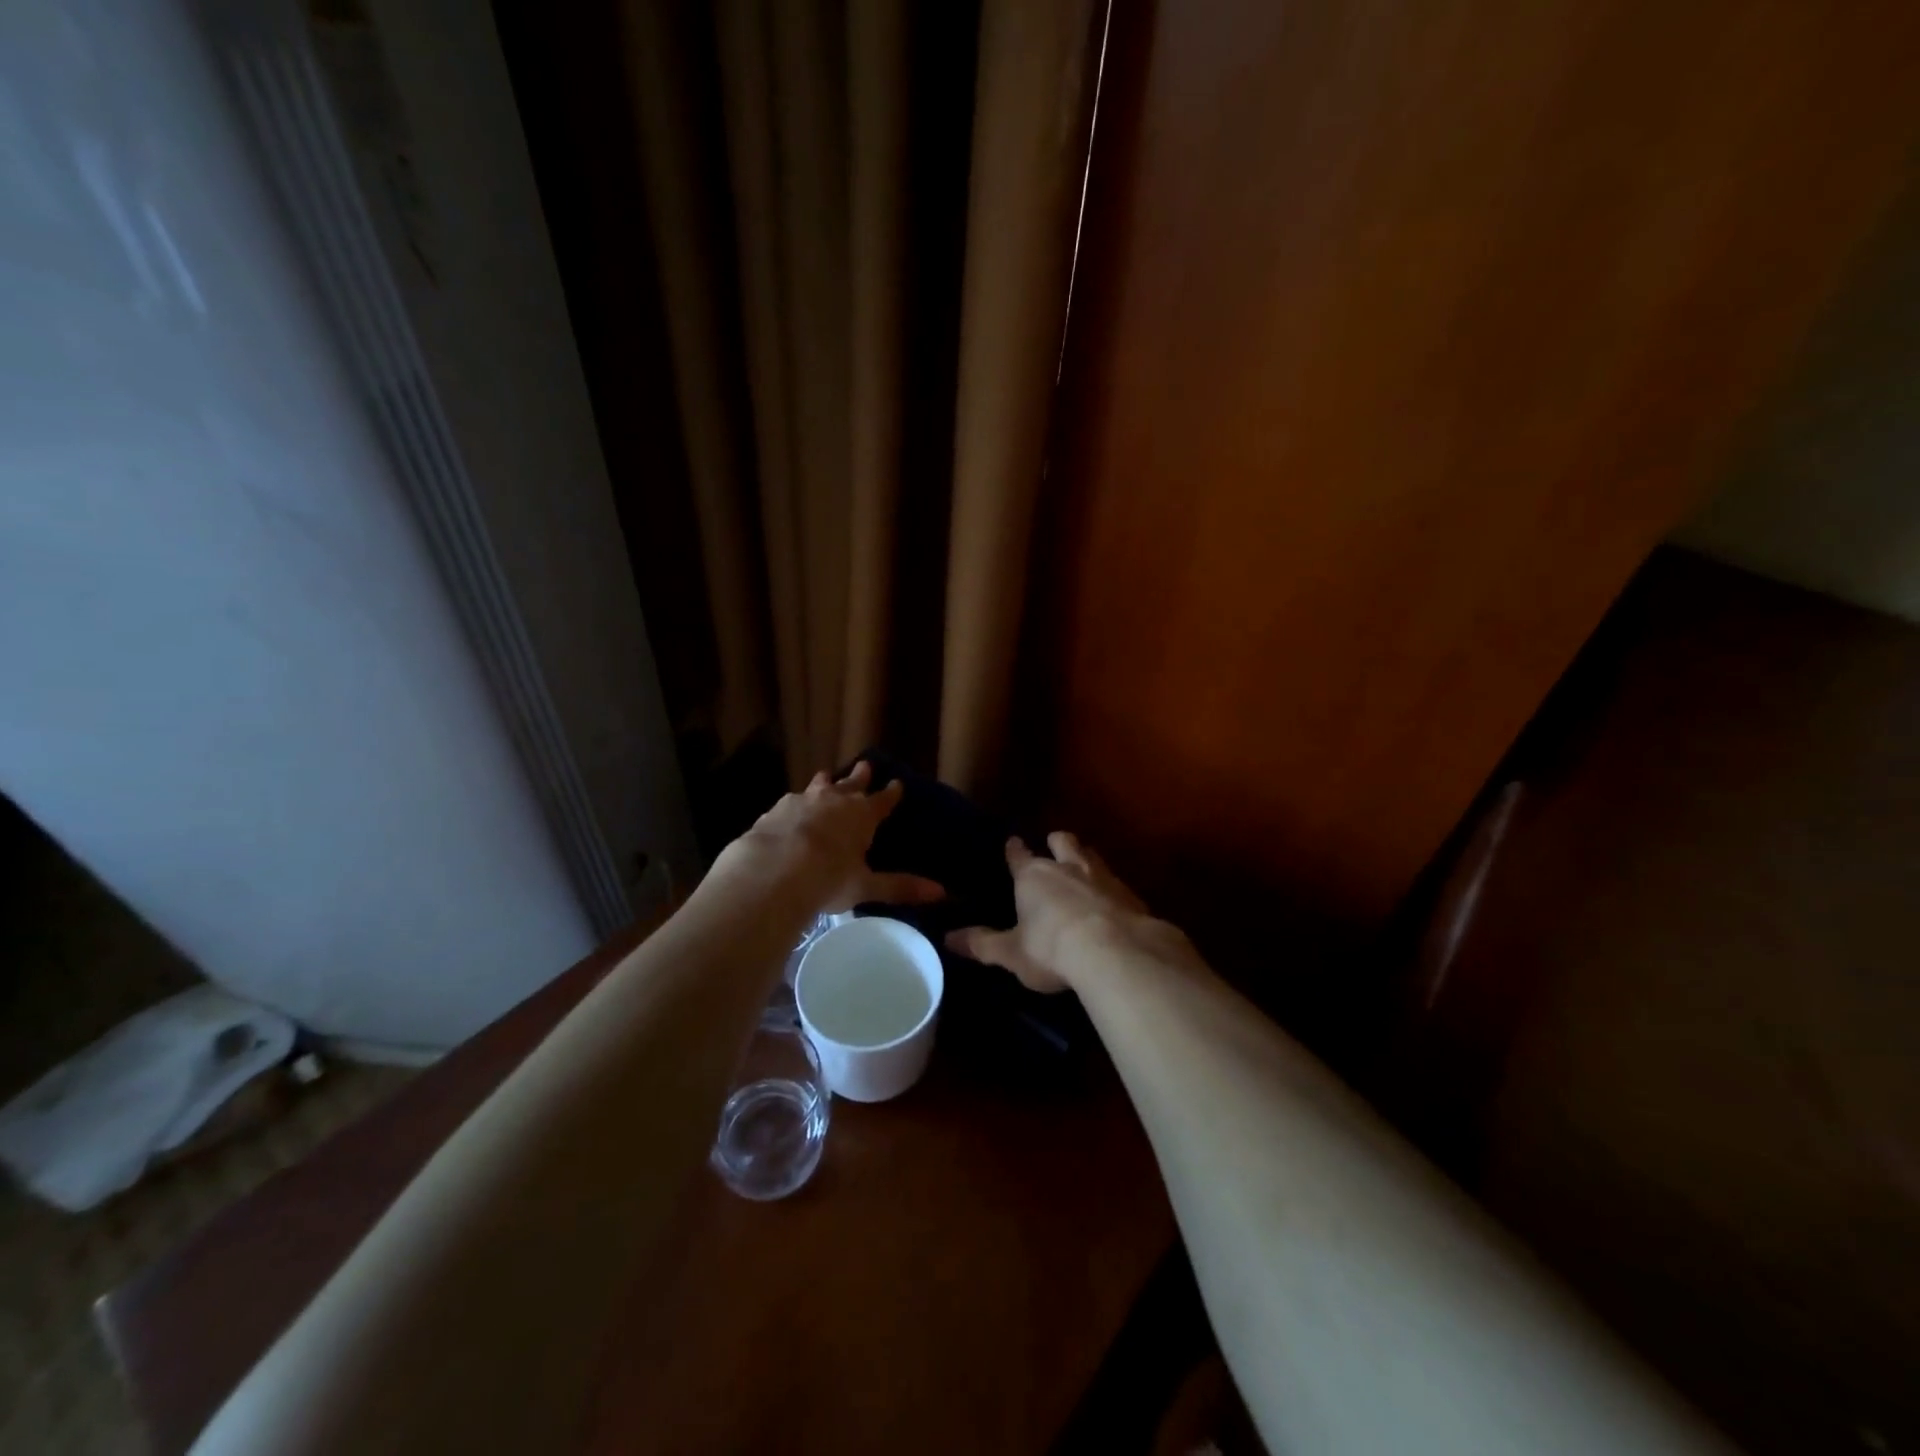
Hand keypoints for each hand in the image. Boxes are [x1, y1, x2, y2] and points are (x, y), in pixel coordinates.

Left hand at [718, 760, 945, 913]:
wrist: (772, 871)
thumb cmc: (828, 878)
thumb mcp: (866, 886)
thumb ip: (900, 887)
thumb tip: (941, 892)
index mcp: (862, 815)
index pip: (883, 800)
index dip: (891, 793)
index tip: (898, 783)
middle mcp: (835, 800)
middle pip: (852, 783)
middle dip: (860, 776)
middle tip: (866, 765)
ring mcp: (803, 801)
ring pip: (819, 785)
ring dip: (826, 782)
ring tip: (826, 777)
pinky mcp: (776, 810)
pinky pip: (791, 801)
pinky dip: (796, 804)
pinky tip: (791, 810)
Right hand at [946, 831, 1160, 993]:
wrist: (1116, 951)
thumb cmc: (1052, 948)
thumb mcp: (1011, 953)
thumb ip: (982, 944)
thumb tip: (948, 938)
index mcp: (1033, 876)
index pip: (1019, 856)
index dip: (1014, 849)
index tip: (1012, 841)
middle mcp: (1067, 867)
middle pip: (1062, 842)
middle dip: (1056, 842)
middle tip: (1054, 846)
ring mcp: (1102, 877)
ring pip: (1092, 855)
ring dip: (1085, 858)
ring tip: (1083, 866)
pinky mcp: (1130, 894)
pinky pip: (1116, 882)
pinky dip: (1110, 888)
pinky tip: (1112, 900)